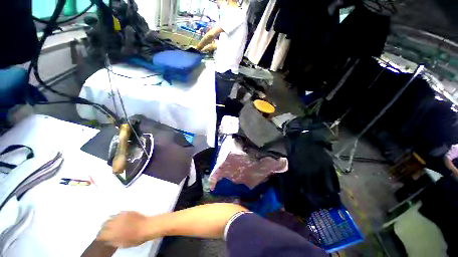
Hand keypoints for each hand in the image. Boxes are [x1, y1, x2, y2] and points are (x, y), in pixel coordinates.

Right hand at [97, 211, 150, 247]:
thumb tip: (107, 240)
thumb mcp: (123, 245)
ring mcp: (120, 217)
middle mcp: (114, 224)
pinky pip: (118, 213)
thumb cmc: (135, 239)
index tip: (100, 237)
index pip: (101, 234)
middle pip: (104, 224)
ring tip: (111, 223)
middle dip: (103, 227)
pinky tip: (119, 219)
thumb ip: (113, 242)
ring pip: (110, 217)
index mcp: (112, 234)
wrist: (146, 227)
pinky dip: (117, 216)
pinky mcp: (126, 212)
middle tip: (105, 230)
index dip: (100, 236)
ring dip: (109, 221)